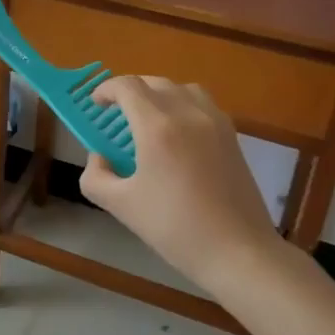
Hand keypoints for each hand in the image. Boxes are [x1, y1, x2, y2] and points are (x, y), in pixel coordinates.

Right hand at [78, 77, 283, 291]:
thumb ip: (96, 177)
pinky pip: (203, 104)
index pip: (127, 86)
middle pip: (154, 83)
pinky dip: (184, 106)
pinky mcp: (232, 136)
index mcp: (157, 127)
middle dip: (130, 91)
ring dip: (160, 94)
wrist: (238, 252)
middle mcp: (187, 113)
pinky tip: (178, 135)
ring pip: (182, 89)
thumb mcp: (121, 206)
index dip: (106, 89)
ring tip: (149, 119)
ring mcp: (215, 122)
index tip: (96, 105)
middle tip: (116, 114)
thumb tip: (99, 158)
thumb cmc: (175, 228)